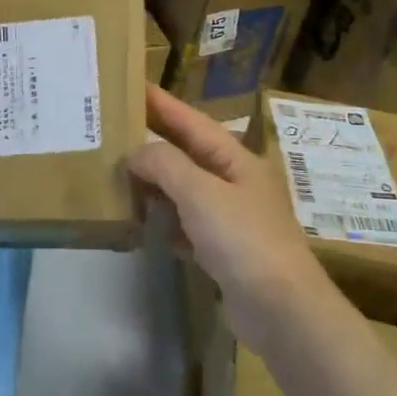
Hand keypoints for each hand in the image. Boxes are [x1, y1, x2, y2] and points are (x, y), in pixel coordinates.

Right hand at [128, 85, 330, 353]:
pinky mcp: (223, 250)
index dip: (162, 103)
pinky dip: (165, 221)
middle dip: (153, 143)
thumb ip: (166, 165)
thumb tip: (136, 154)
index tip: (132, 85)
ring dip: (155, 184)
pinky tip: (142, 223)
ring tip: (118, 175)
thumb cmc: (244, 240)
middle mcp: (234, 182)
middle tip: (114, 129)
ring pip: (184, 190)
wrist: (282, 310)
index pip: (191, 122)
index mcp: (236, 160)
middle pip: (187, 154)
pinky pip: (186, 225)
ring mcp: (230, 217)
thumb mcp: (201, 193)